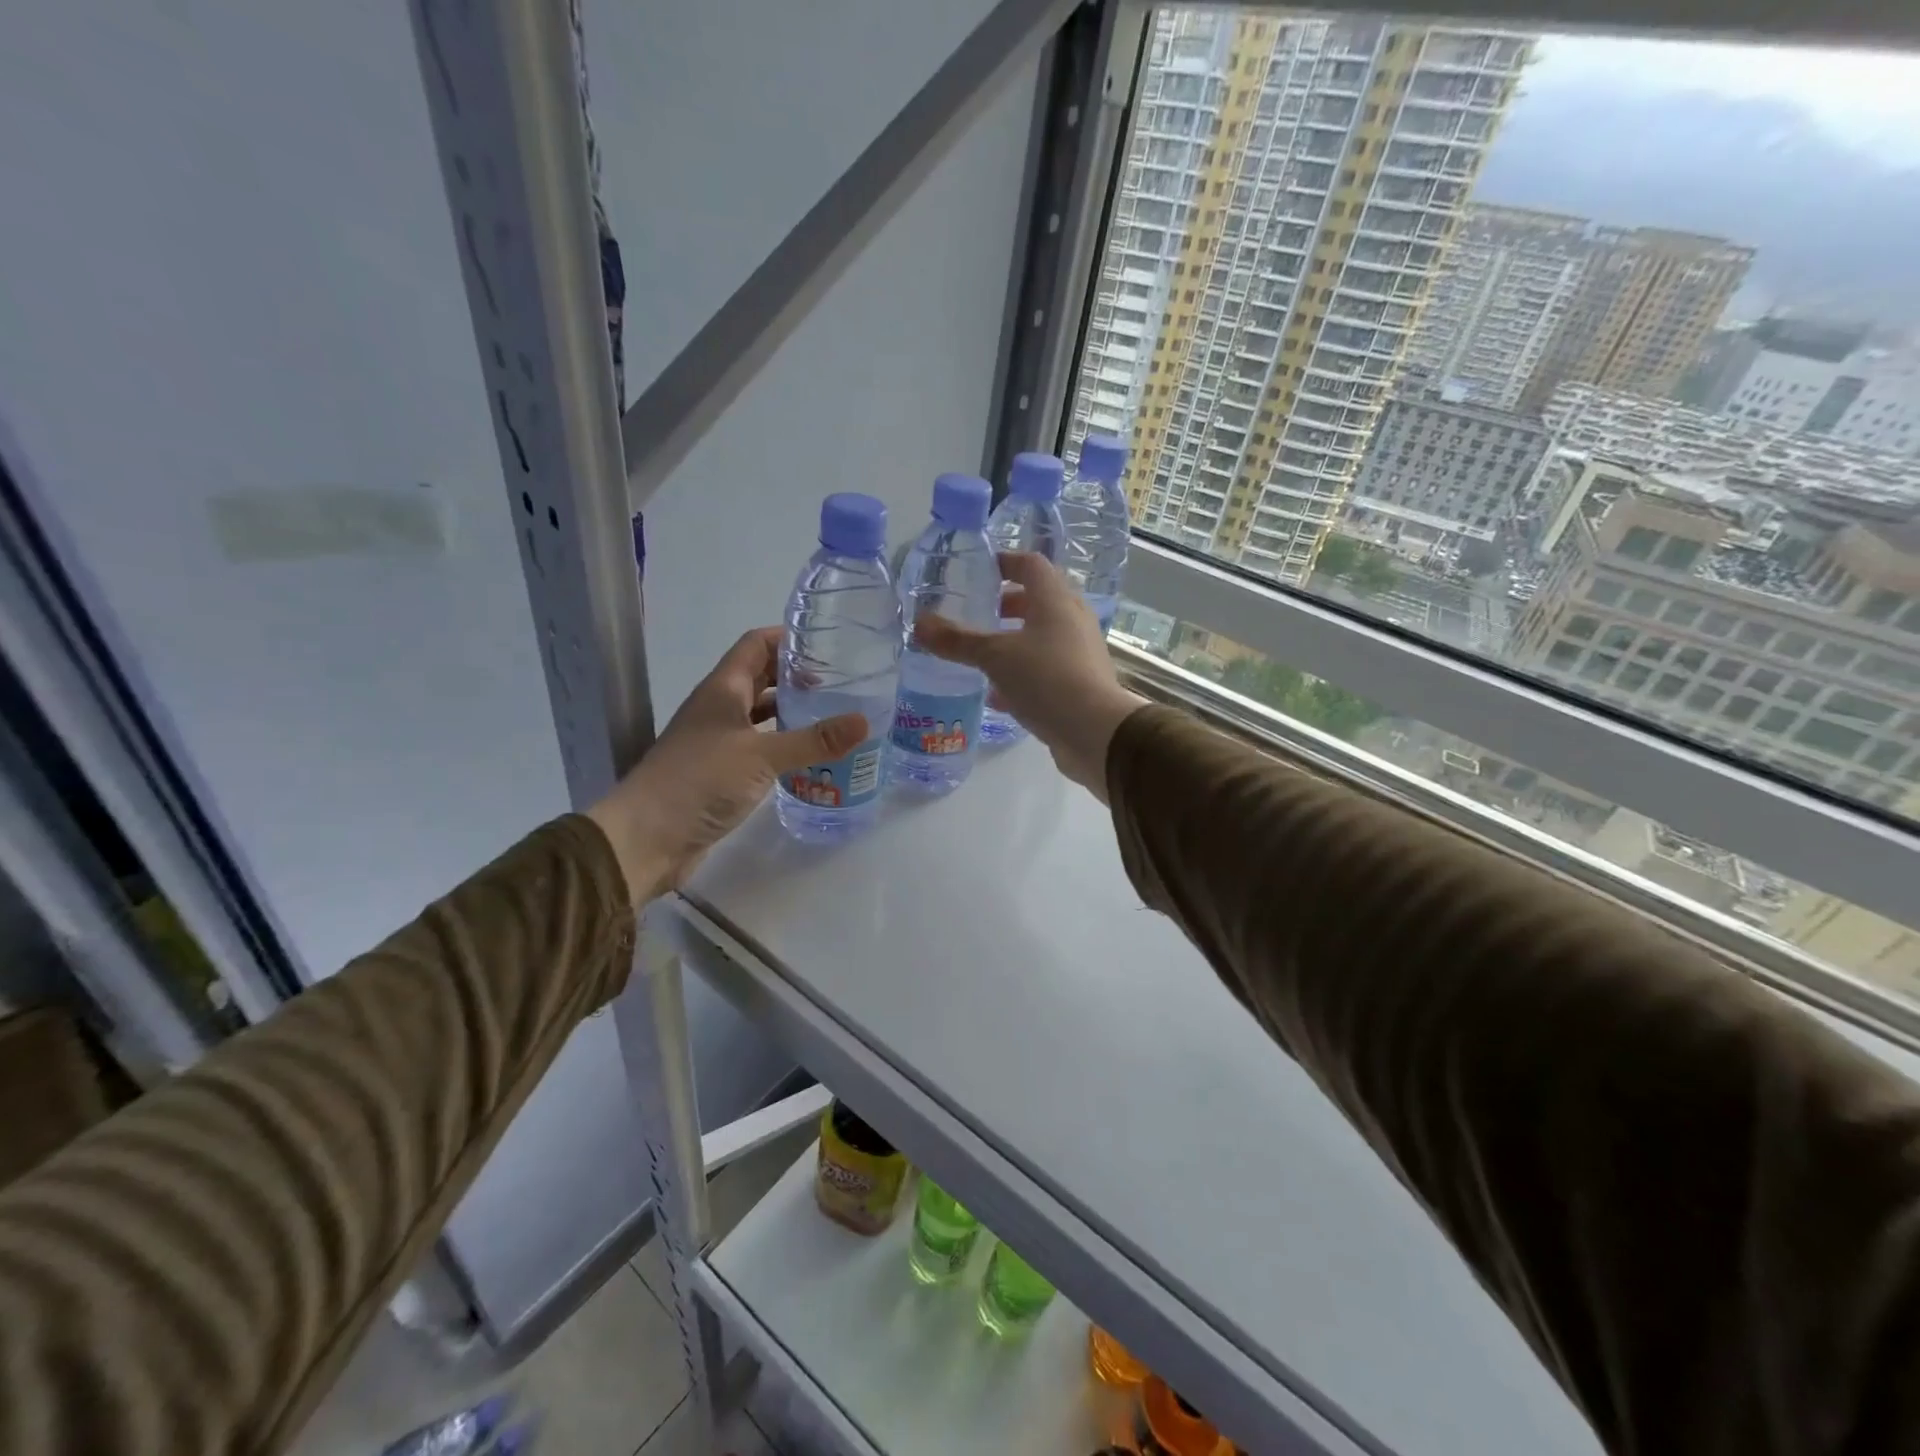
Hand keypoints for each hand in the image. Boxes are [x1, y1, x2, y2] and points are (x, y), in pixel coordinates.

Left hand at [587, 628, 867, 903]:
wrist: (646, 838)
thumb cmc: (699, 782)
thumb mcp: (761, 756)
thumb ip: (813, 740)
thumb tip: (864, 722)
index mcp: (722, 689)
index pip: (756, 645)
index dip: (789, 638)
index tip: (829, 643)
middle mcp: (718, 708)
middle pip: (760, 678)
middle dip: (797, 676)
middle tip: (842, 682)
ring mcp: (718, 741)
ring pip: (760, 715)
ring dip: (792, 712)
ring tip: (834, 715)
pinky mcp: (721, 772)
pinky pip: (759, 747)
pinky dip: (783, 745)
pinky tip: (809, 756)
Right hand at [913, 553, 1145, 801]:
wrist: (1095, 731)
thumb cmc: (1046, 679)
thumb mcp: (995, 657)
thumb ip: (957, 641)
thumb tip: (919, 624)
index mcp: (1055, 600)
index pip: (1031, 565)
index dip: (1005, 562)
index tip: (979, 571)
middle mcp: (1072, 619)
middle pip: (1038, 601)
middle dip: (1006, 606)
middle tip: (977, 615)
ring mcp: (1079, 652)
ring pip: (1042, 637)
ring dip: (1013, 642)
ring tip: (981, 655)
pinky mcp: (1080, 683)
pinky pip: (1046, 669)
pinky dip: (1021, 675)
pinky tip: (996, 696)